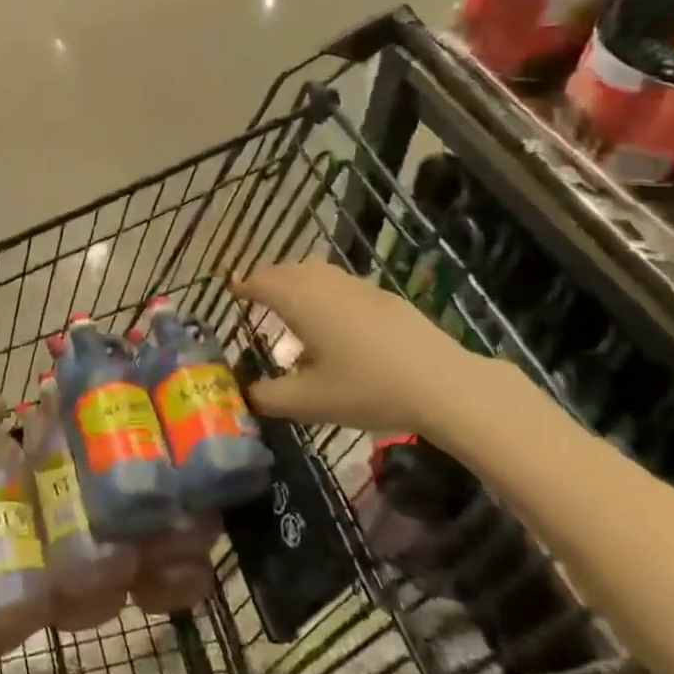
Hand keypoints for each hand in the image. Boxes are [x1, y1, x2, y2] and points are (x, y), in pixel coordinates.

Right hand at [230, 261, 497, 439]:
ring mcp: (357, 286)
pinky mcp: (384, 297)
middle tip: (256, 298)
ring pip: (316, 273)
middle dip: (267, 280)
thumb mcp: (309, 402)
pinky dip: (324, 294)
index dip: (243, 285)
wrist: (441, 383)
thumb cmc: (366, 388)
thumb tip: (247, 394)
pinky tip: (335, 324)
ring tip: (292, 308)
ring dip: (297, 283)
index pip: (260, 281)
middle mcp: (324, 283)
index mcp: (299, 301)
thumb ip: (270, 397)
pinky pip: (341, 285)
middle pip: (286, 270)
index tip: (232, 289)